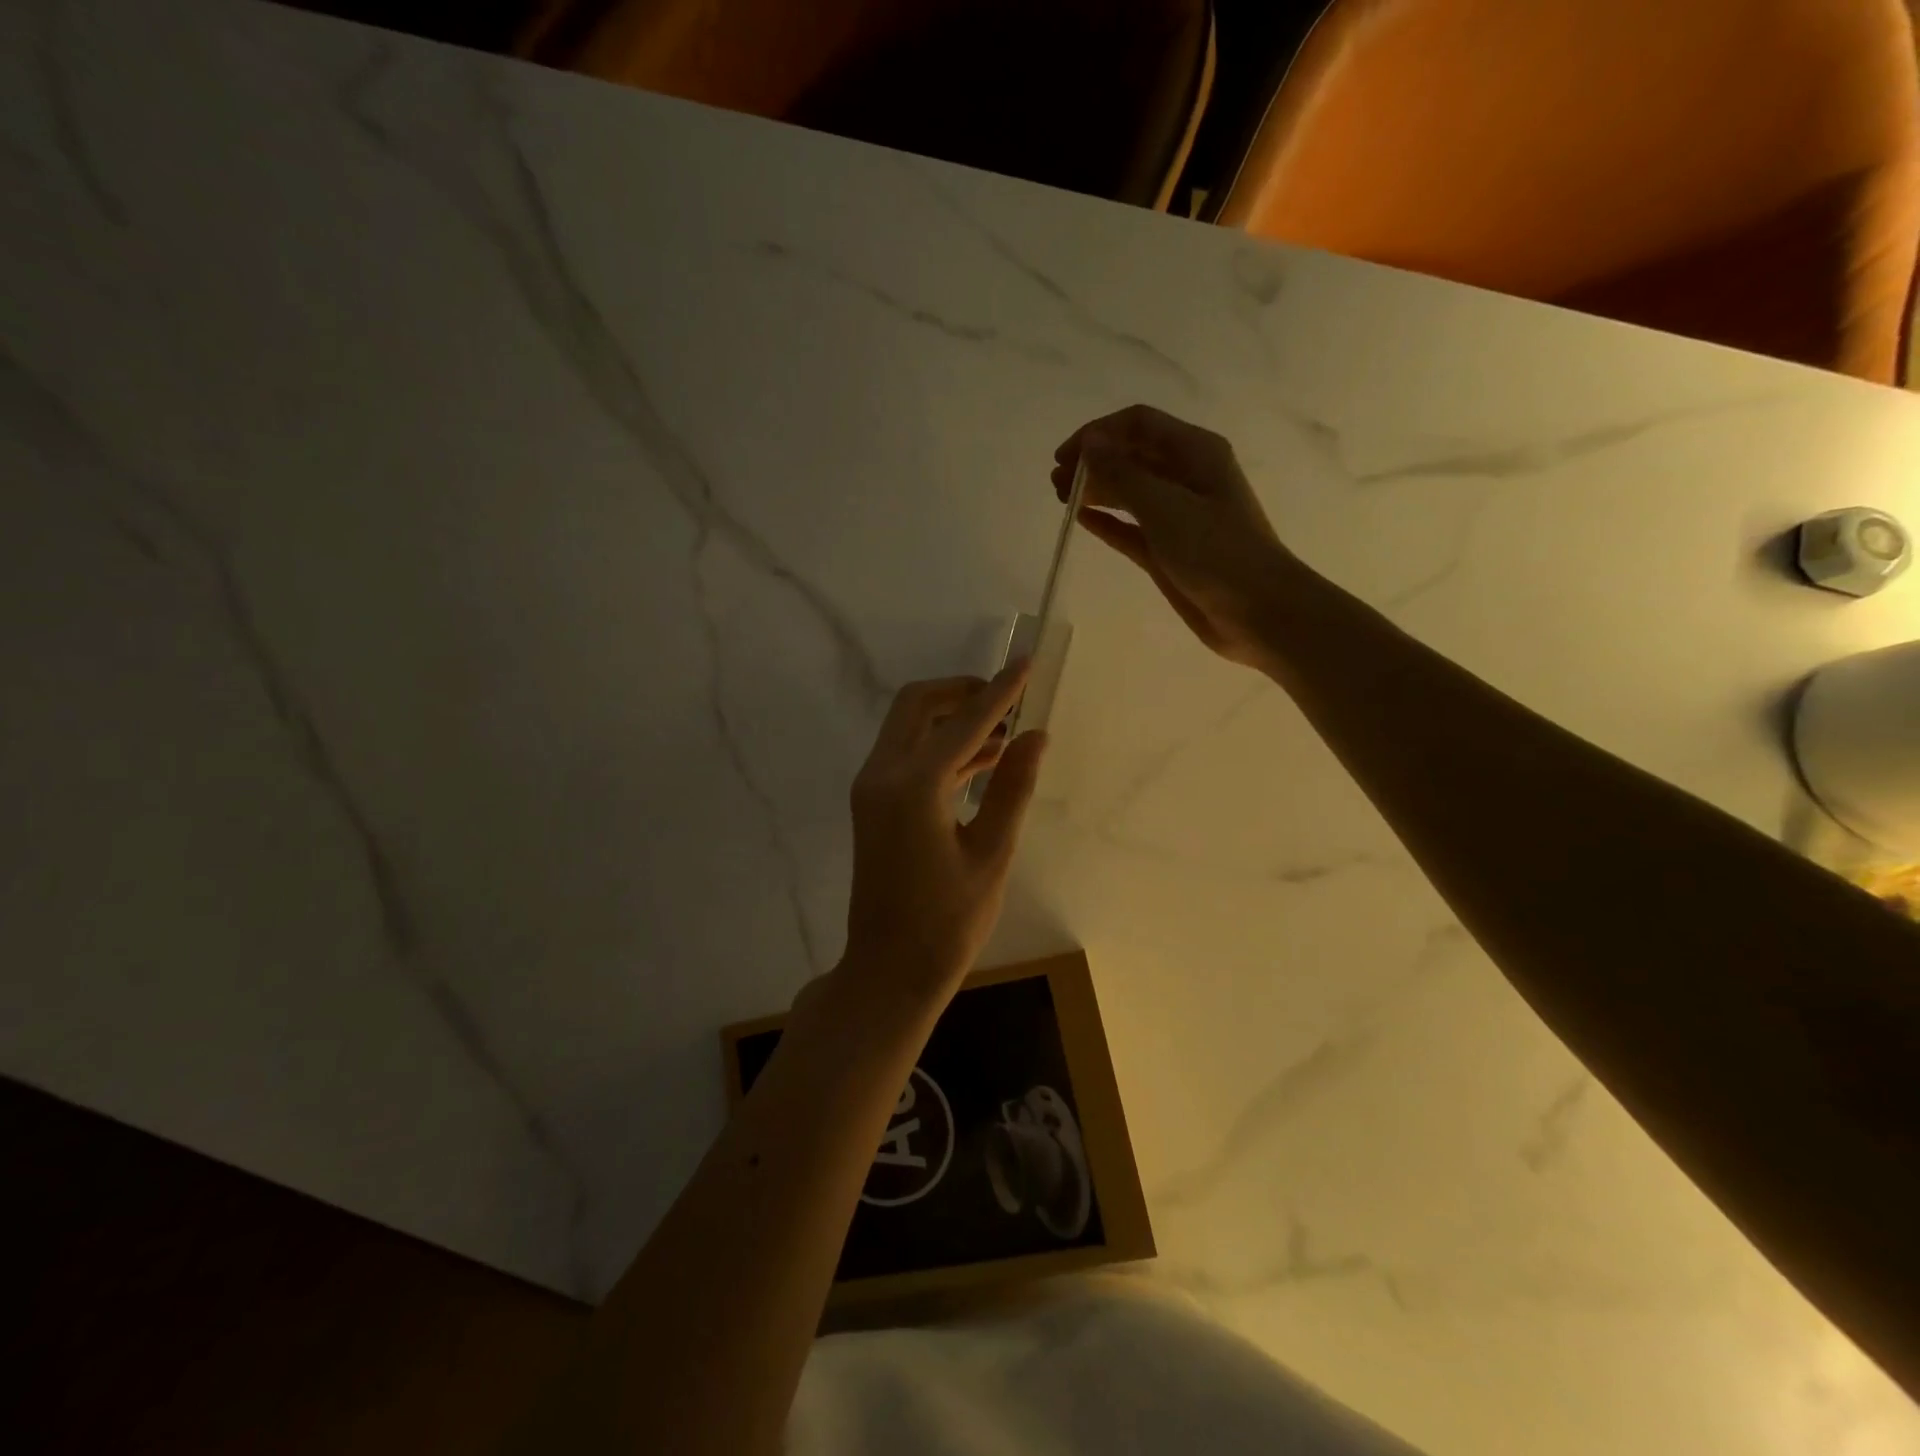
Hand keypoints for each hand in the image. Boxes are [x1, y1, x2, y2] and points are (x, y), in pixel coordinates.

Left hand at [840, 663, 1047, 1008]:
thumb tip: (1035, 736)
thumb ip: (1012, 788)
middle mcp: (882, 775)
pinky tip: (983, 760)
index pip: (963, 722)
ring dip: (953, 719)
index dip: (999, 693)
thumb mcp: (991, 854)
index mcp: (913, 786)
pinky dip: (941, 747)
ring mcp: (872, 789)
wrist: (889, 971)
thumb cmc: (947, 923)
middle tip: (1008, 700)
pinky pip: (907, 756)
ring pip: (909, 728)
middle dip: (962, 692)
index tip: (1026, 664)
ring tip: (1007, 731)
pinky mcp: (874, 805)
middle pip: (918, 705)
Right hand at [1053, 404, 1299, 668]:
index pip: (1138, 424)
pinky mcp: (1168, 550)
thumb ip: (1123, 474)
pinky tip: (1082, 520)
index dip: (1098, 434)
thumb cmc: (1216, 552)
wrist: (1258, 611)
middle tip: (1056, 484)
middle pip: (1132, 455)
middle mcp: (1186, 476)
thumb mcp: (1165, 507)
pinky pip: (1131, 527)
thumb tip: (1089, 443)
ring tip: (1062, 500)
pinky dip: (1107, 521)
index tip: (1064, 458)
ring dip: (1097, 489)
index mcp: (1195, 452)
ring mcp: (1177, 515)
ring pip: (1129, 491)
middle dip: (1093, 462)